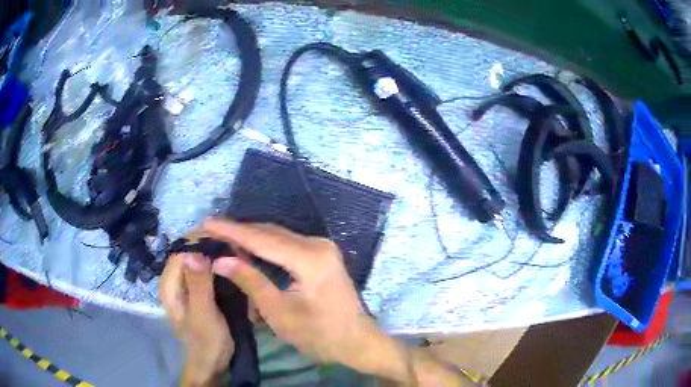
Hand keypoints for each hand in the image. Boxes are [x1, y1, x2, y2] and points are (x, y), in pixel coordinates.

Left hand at [160, 249, 233, 385]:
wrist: (212, 361)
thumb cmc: (207, 341)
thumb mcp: (204, 315)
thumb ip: (198, 285)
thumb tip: (194, 251)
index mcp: (170, 285)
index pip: (181, 251)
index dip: (200, 241)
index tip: (225, 238)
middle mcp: (174, 280)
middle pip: (188, 252)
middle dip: (208, 245)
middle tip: (233, 246)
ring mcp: (184, 285)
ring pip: (196, 259)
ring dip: (213, 253)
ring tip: (234, 252)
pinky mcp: (195, 290)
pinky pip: (203, 269)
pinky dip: (215, 263)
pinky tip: (229, 264)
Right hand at [203, 219, 411, 380]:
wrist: (356, 341)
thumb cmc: (319, 334)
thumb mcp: (279, 312)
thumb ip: (250, 281)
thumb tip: (220, 260)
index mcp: (310, 258)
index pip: (262, 239)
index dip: (232, 230)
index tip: (207, 223)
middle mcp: (317, 244)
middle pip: (270, 233)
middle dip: (239, 232)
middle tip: (211, 231)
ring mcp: (322, 248)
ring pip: (278, 236)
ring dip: (251, 237)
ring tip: (222, 237)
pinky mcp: (321, 255)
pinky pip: (287, 245)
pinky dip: (265, 246)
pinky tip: (247, 248)